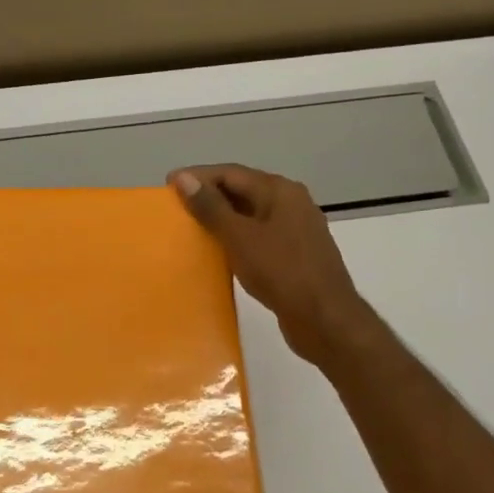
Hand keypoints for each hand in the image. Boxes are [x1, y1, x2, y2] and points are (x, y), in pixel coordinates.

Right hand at [169, 164, 378, 364]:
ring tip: (192, 227)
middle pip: (243, 190)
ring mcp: (296, 229)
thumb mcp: (239, 237)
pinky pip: (259, 236)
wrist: (326, 320)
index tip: (167, 185)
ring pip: (251, 214)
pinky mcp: (296, 254)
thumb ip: (211, 207)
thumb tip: (183, 178)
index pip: (231, 173)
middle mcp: (291, 203)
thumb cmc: (281, 272)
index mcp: (280, 191)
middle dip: (209, 196)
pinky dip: (237, 238)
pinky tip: (220, 251)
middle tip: (176, 206)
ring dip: (222, 218)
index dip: (198, 177)